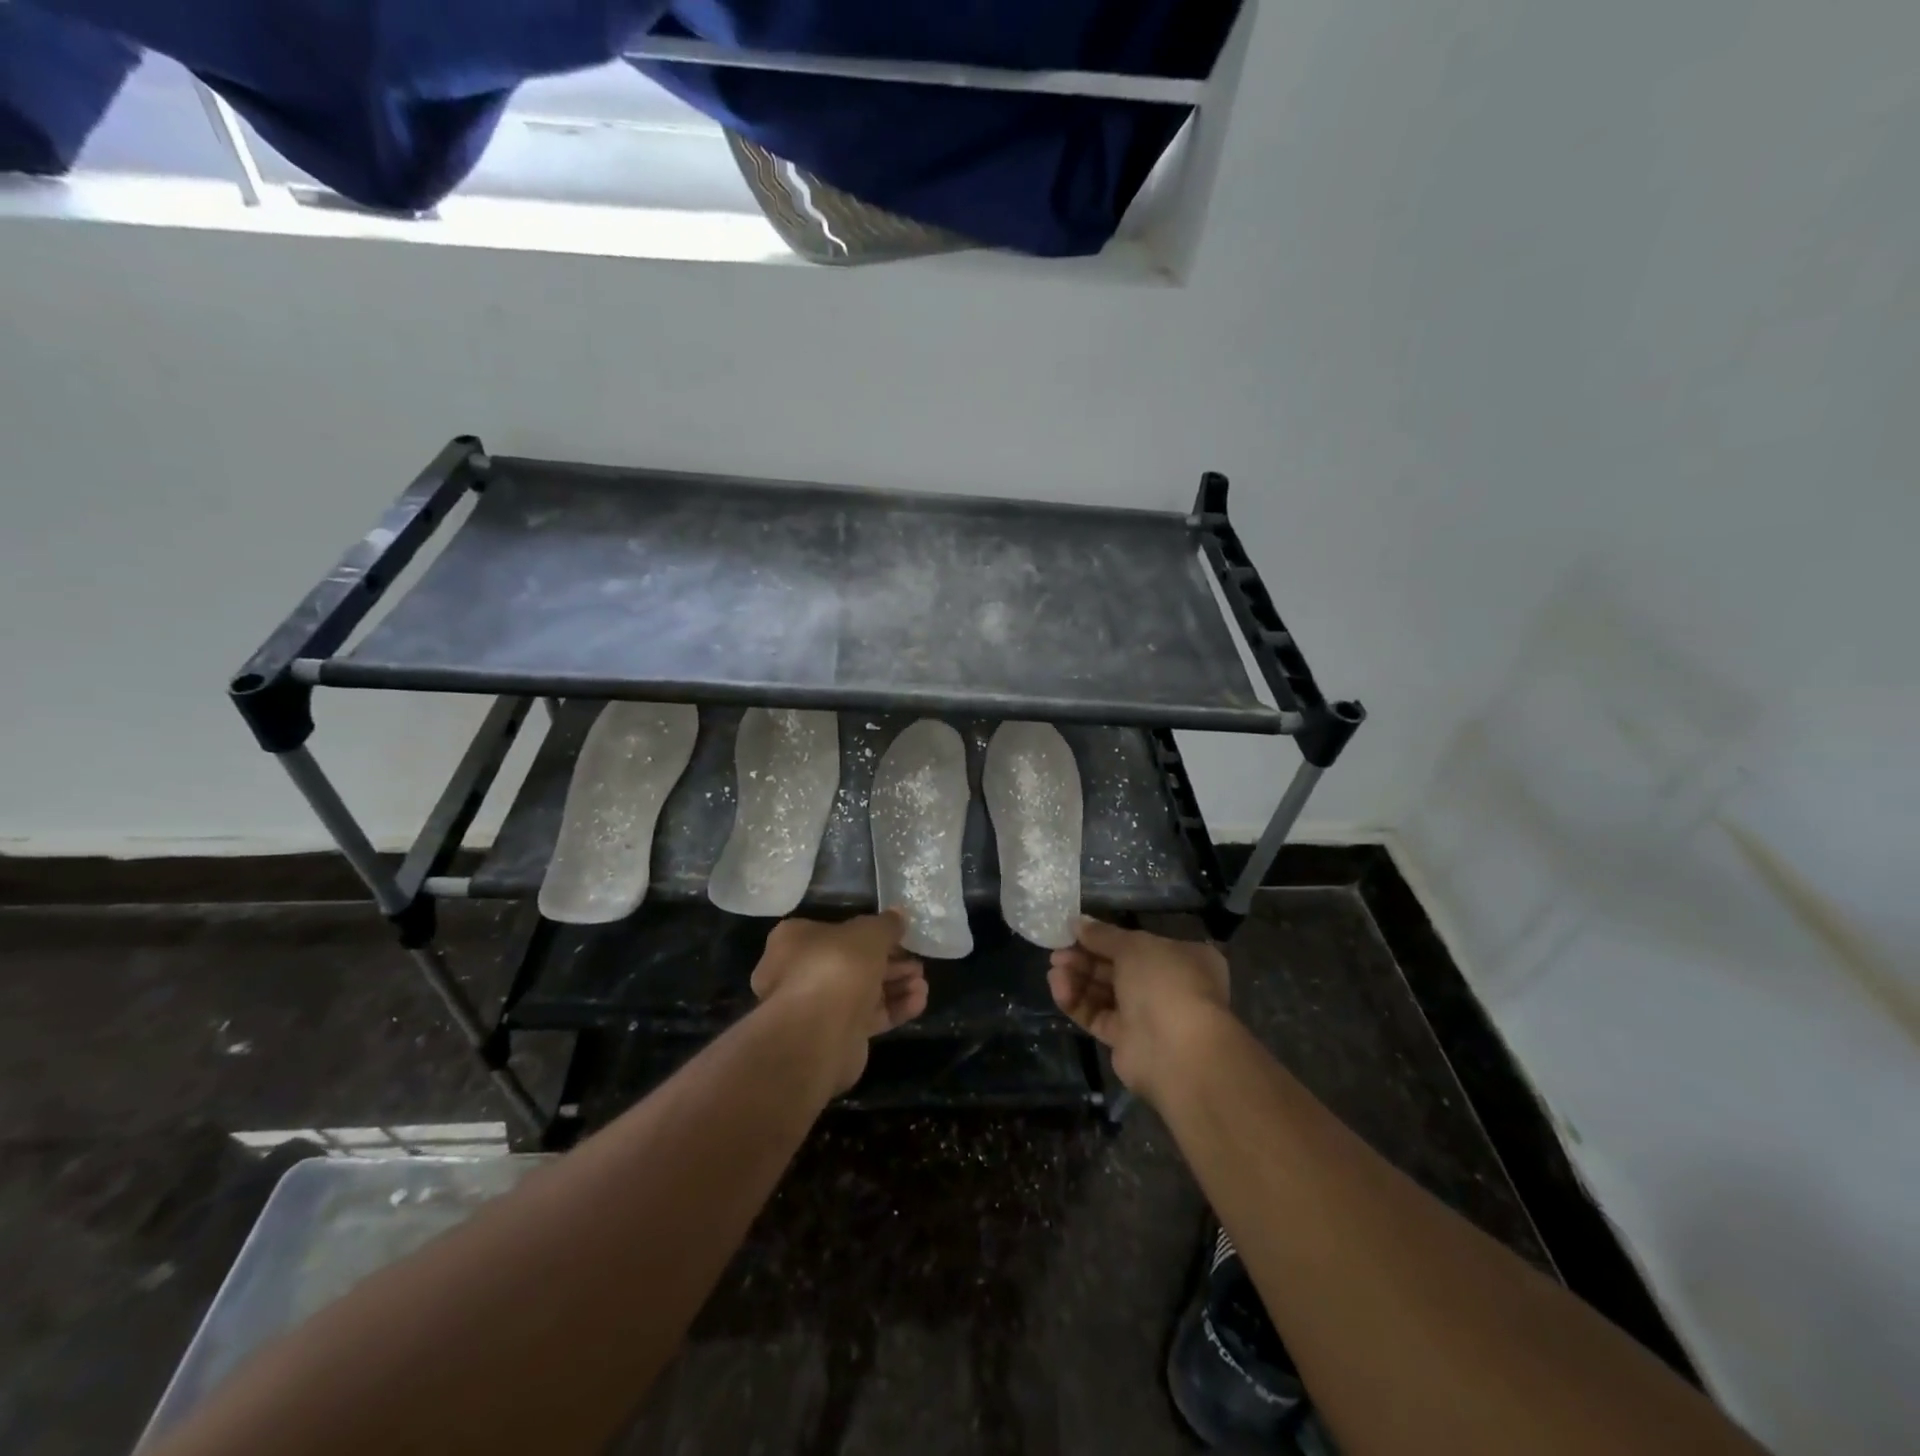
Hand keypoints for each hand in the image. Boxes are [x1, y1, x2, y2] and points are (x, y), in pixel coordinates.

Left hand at [750, 911, 927, 1092]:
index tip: (898, 936)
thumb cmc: (838, 966)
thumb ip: (887, 924)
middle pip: (854, 963)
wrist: (819, 1034)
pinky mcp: (835, 1035)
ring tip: (922, 984)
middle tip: (917, 963)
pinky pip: (867, 1016)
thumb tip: (898, 915)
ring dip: (896, 986)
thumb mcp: (869, 933)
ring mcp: (817, 1006)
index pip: (836, 930)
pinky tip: (918, 1002)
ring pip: (863, 991)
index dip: (870, 932)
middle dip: (891, 963)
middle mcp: (801, 972)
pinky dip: (893, 1009)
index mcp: (797, 940)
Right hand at [1048, 917, 1230, 1100]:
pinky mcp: (1127, 1041)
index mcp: (1181, 958)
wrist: (1177, 1051)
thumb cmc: (1165, 983)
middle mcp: (1167, 986)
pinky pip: (1098, 1016)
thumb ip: (1103, 934)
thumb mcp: (1134, 946)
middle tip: (1057, 951)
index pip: (1137, 943)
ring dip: (1078, 978)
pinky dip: (1077, 1002)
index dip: (1105, 936)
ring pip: (1105, 992)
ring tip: (1054, 970)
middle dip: (1085, 958)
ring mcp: (1147, 1015)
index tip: (1074, 931)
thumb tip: (1077, 922)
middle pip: (1117, 967)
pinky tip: (1059, 988)